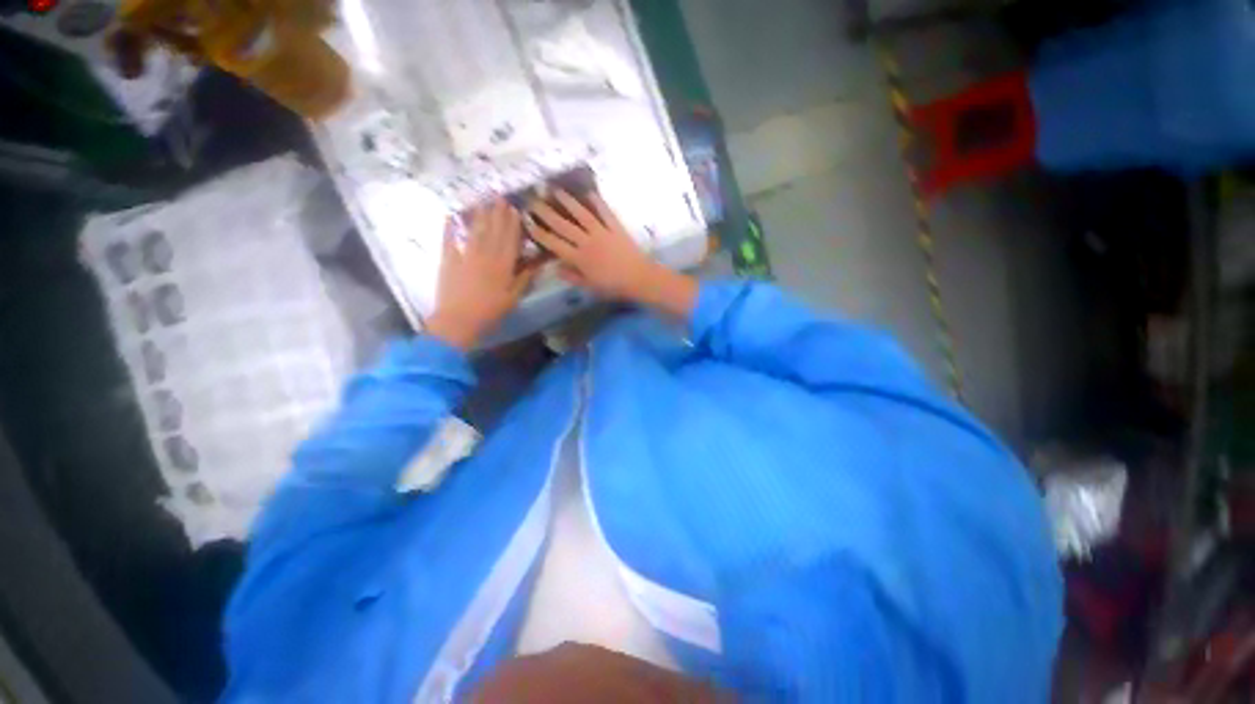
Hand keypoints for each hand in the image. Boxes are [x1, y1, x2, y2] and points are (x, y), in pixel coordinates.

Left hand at [425, 200, 536, 349]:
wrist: (458, 321)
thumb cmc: (490, 313)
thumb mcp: (513, 299)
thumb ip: (523, 280)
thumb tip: (535, 264)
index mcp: (503, 267)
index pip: (510, 241)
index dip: (513, 225)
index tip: (515, 209)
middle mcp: (485, 257)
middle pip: (493, 232)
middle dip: (497, 214)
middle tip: (500, 197)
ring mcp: (465, 257)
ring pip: (475, 232)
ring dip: (480, 216)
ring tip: (483, 201)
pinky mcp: (448, 261)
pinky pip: (448, 241)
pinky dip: (449, 229)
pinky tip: (450, 216)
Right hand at [527, 190, 696, 318]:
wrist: (639, 278)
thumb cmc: (613, 287)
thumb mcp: (590, 287)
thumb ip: (572, 277)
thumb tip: (555, 267)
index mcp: (579, 258)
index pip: (555, 244)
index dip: (540, 233)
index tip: (527, 223)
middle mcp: (587, 242)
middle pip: (563, 225)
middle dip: (546, 213)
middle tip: (533, 200)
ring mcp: (602, 232)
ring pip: (581, 214)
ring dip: (567, 201)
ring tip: (555, 190)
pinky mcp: (616, 227)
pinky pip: (605, 212)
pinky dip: (597, 201)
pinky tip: (589, 192)